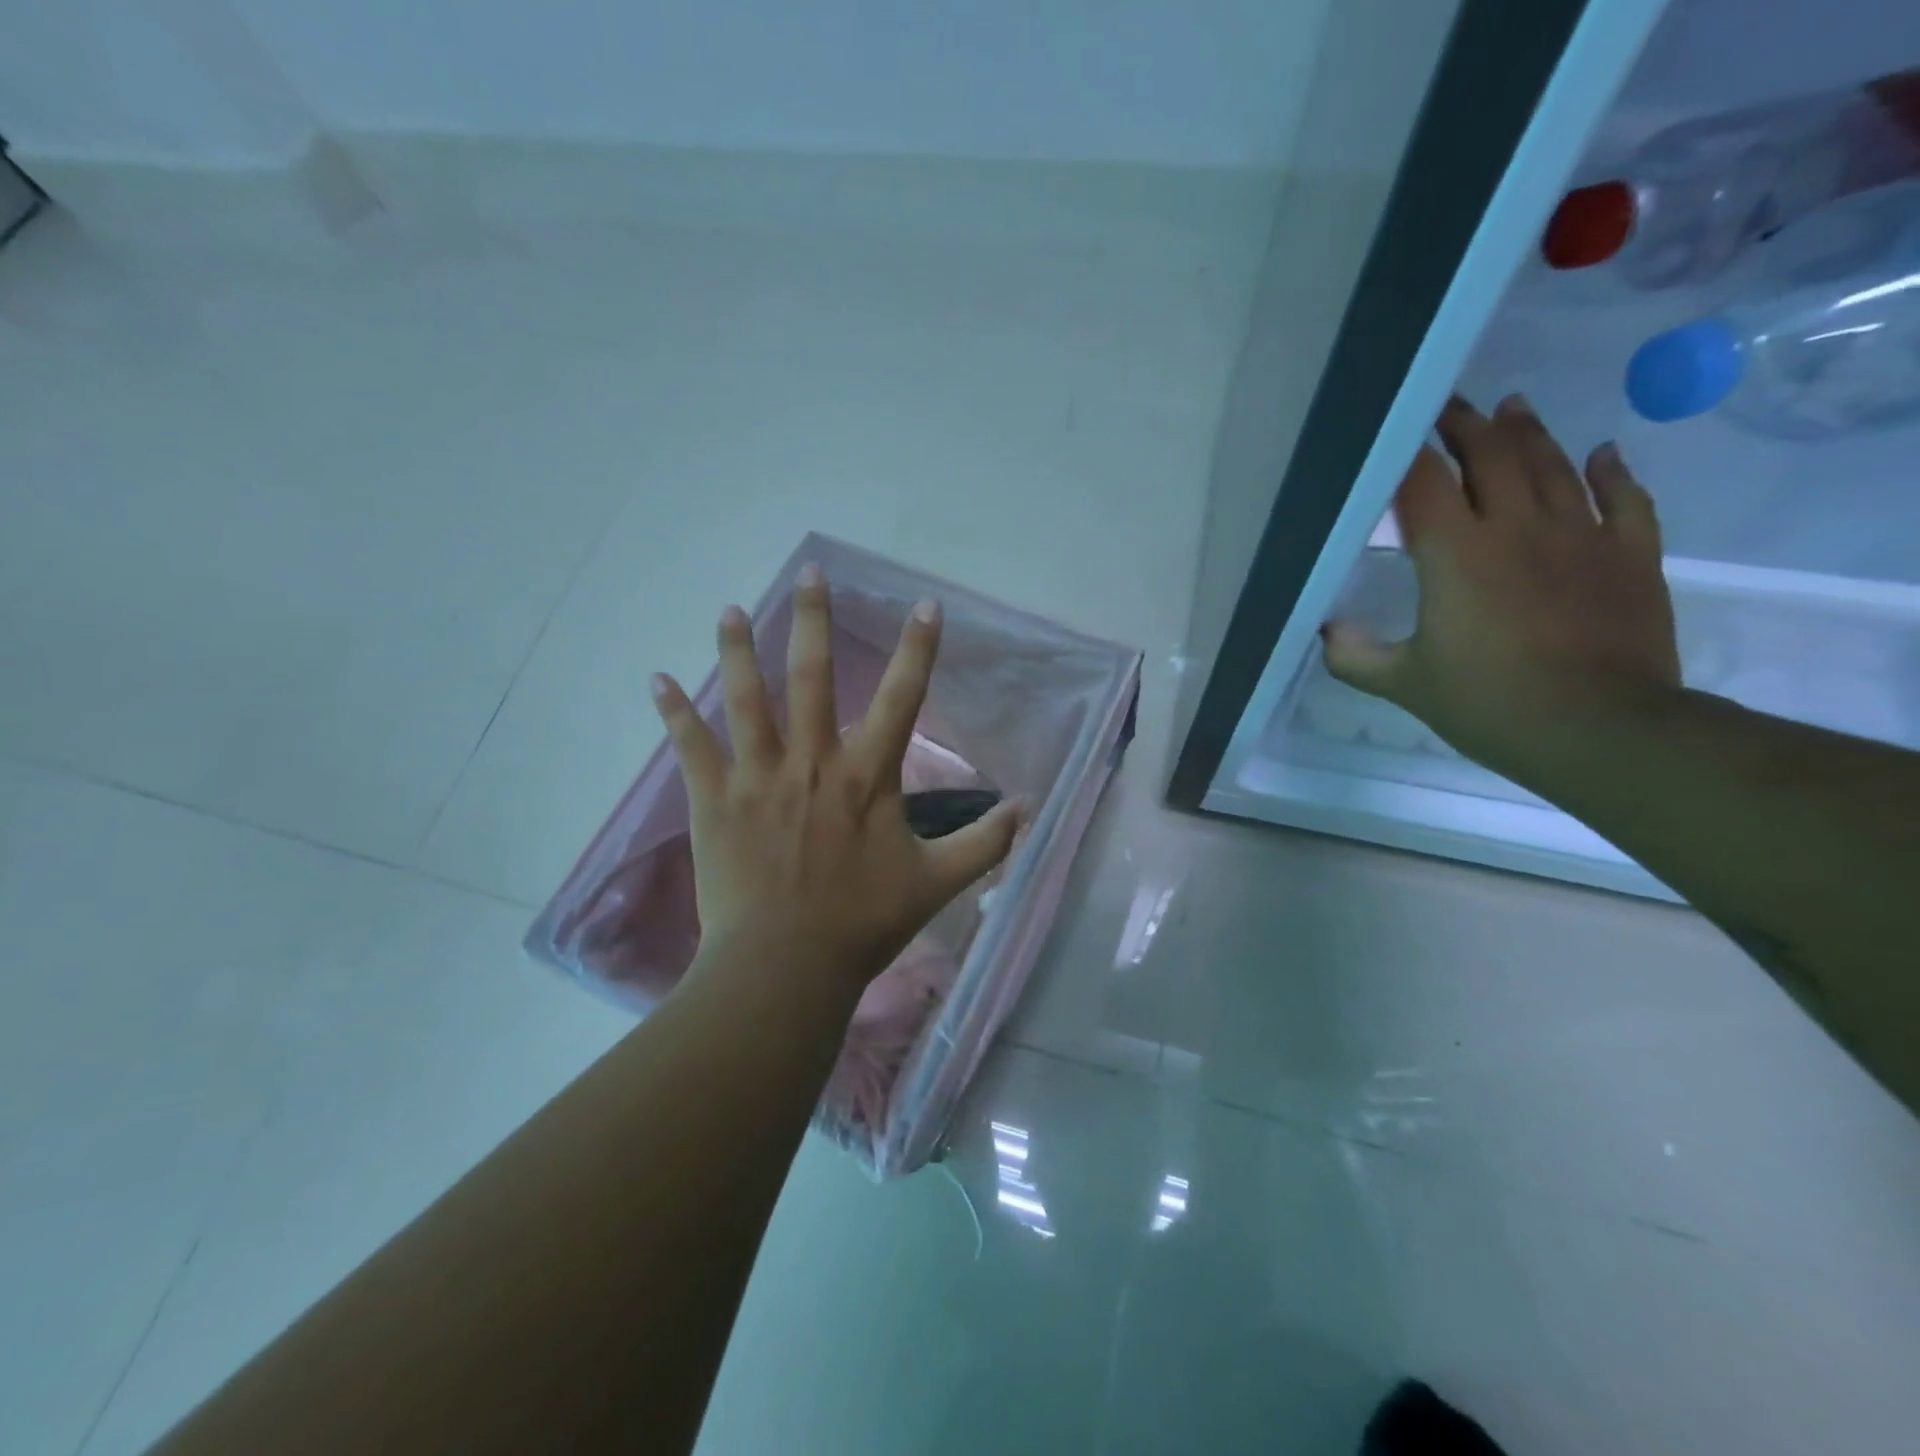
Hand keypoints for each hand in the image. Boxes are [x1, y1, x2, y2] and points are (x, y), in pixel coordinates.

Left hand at [649, 564, 1024, 998]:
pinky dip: (673, 713)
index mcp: (866, 778)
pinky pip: (691, 748)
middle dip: (814, 620)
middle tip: (809, 572)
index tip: (925, 606)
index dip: (918, 650)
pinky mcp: (715, 801)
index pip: (902, 699)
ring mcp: (758, 778)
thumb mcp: (936, 882)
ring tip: (730, 609)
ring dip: (737, 650)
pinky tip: (656, 680)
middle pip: (812, 677)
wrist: (785, 967)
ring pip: (745, 699)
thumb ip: (985, 843)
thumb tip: (1030, 807)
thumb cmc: (862, 924)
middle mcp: (812, 763)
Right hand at [1322, 394, 1681, 785]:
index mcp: (1455, 555)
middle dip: (1465, 426)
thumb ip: (1355, 656)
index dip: (1405, 452)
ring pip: (1553, 466)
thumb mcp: (1405, 685)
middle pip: (1491, 457)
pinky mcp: (1630, 556)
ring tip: (1511, 409)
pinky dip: (1611, 472)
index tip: (1393, 429)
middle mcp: (1517, 528)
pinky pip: (1625, 498)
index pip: (1422, 484)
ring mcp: (1581, 536)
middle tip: (1449, 406)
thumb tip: (1327, 631)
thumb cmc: (1489, 703)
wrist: (1600, 729)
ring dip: (1528, 434)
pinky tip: (1600, 453)